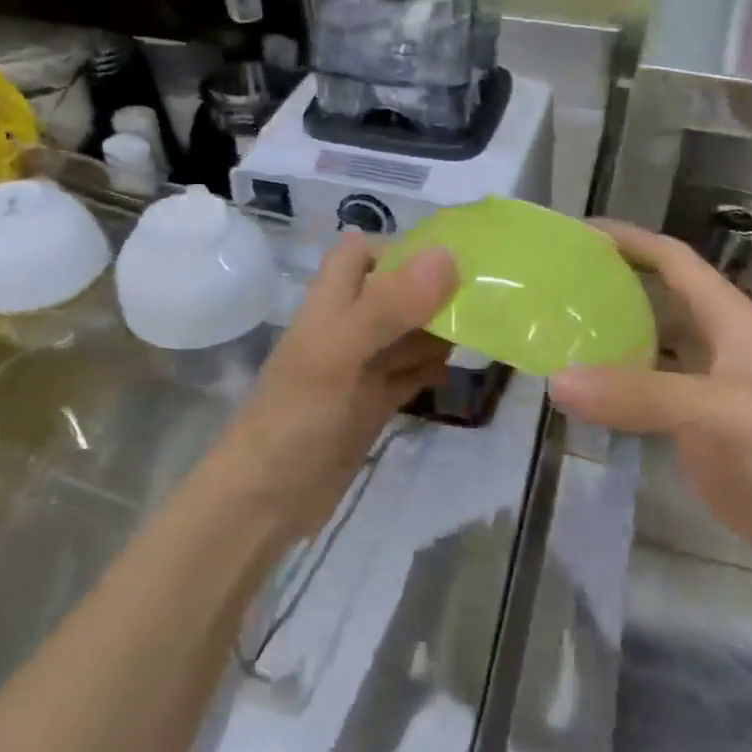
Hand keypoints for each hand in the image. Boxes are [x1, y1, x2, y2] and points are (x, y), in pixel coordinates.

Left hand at [201, 234, 457, 541]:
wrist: (266, 500)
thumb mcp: (340, 352)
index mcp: (331, 302)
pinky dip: (431, 369)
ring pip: (408, 333)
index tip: (453, 267)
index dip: (402, 251)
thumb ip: (389, 305)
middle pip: (396, 292)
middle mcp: (347, 327)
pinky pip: (409, 374)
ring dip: (439, 331)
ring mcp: (360, 367)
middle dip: (435, 294)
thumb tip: (449, 255)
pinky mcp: (373, 403)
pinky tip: (455, 372)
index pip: (364, 252)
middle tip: (485, 303)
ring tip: (482, 333)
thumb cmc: (297, 416)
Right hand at [549, 221, 751, 604]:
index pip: (675, 262)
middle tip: (547, 292)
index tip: (576, 234)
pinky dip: (611, 399)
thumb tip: (555, 380)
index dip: (631, 241)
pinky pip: (643, 408)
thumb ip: (643, 394)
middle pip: (654, 306)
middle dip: (607, 291)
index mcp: (732, 323)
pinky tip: (575, 402)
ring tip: (547, 339)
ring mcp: (705, 400)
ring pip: (645, 358)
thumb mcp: (727, 411)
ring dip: (603, 347)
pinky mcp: (697, 444)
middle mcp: (715, 352)